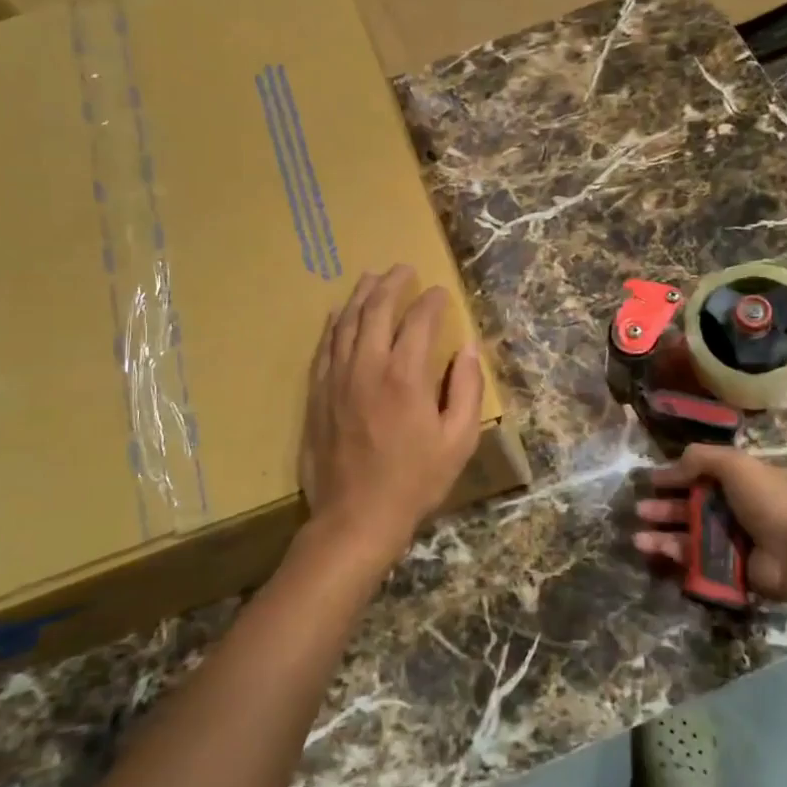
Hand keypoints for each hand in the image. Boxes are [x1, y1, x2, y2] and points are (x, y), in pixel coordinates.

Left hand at [299, 266, 485, 571]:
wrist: (356, 517)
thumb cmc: (415, 481)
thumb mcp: (459, 440)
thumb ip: (467, 389)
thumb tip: (468, 348)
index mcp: (406, 377)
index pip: (419, 322)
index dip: (431, 302)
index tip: (440, 293)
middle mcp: (368, 368)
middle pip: (377, 311)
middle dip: (392, 285)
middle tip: (403, 269)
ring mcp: (337, 379)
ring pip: (347, 323)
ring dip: (361, 296)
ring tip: (372, 277)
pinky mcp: (317, 394)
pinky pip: (324, 347)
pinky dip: (334, 325)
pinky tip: (340, 314)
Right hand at [633, 445, 786, 605]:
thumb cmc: (767, 501)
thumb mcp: (734, 465)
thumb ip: (701, 458)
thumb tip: (673, 467)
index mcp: (740, 481)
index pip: (702, 475)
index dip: (676, 476)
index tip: (652, 481)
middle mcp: (735, 509)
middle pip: (691, 506)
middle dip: (664, 507)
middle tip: (640, 510)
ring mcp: (731, 540)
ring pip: (689, 534)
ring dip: (662, 533)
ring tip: (638, 537)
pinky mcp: (727, 567)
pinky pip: (695, 558)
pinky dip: (673, 553)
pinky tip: (654, 550)